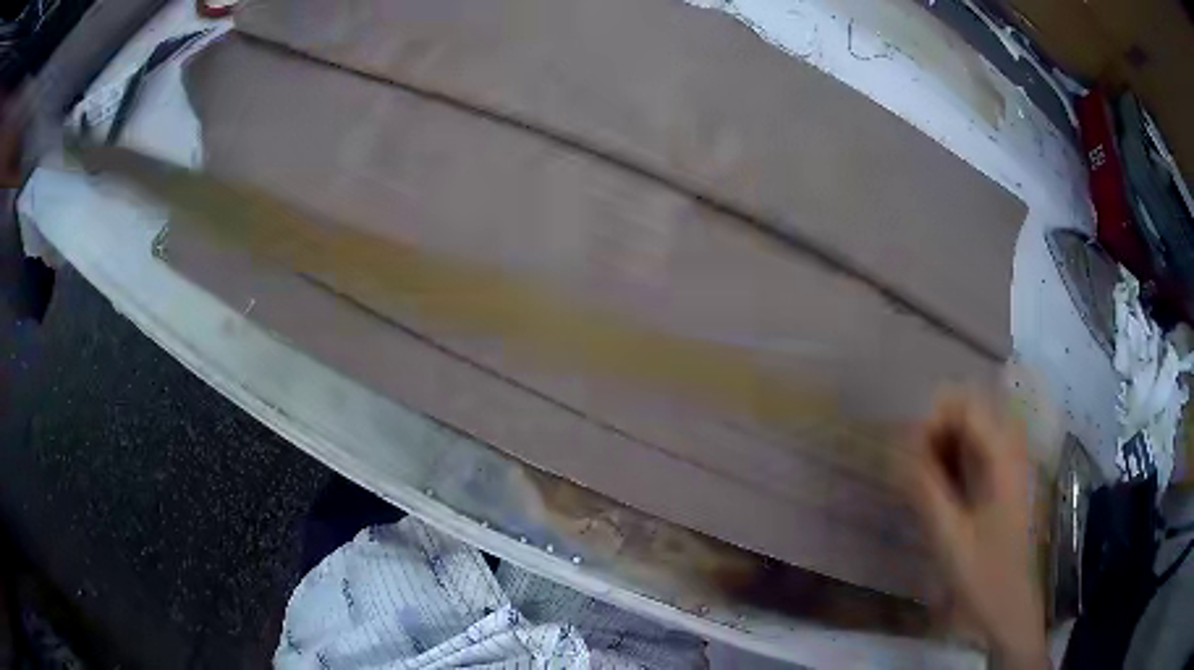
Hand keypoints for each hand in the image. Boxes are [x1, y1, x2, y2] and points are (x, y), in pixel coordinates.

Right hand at [908, 391, 1046, 668]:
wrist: (1010, 607)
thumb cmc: (982, 575)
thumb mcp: (948, 536)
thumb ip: (926, 488)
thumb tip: (901, 447)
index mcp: (1001, 457)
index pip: (966, 405)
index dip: (932, 418)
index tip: (906, 451)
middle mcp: (1009, 449)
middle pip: (969, 410)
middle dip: (936, 428)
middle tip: (911, 466)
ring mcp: (1008, 464)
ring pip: (970, 429)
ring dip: (942, 443)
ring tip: (920, 478)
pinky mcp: (1003, 480)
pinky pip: (975, 451)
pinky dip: (952, 459)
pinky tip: (938, 489)